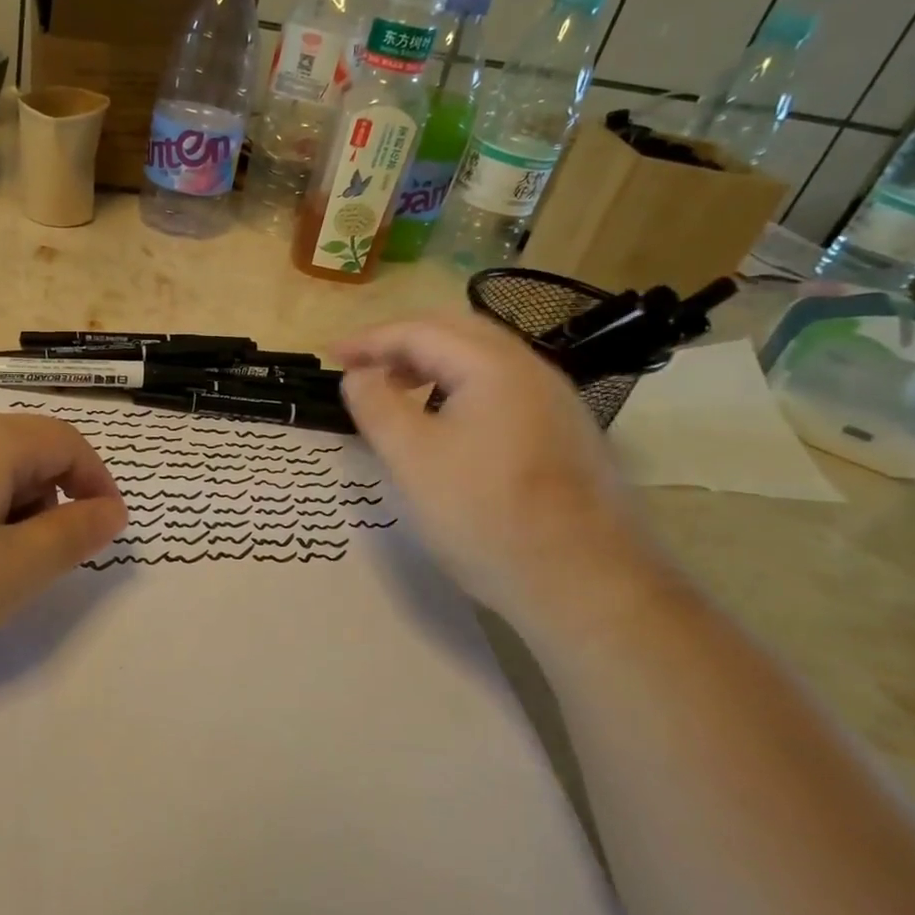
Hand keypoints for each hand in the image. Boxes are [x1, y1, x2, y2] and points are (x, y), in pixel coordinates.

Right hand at [334, 308, 669, 624]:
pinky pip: (500, 388)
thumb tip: (358, 374)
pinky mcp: (563, 432)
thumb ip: (376, 405)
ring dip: (430, 363)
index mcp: (493, 366)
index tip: (330, 356)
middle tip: (360, 366)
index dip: (368, 339)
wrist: (584, 584)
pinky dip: (458, 387)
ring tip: (395, 390)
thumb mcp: (411, 459)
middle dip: (400, 342)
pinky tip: (444, 422)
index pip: (420, 330)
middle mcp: (531, 369)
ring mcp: (554, 401)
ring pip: (481, 360)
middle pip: (455, 332)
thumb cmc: (485, 515)